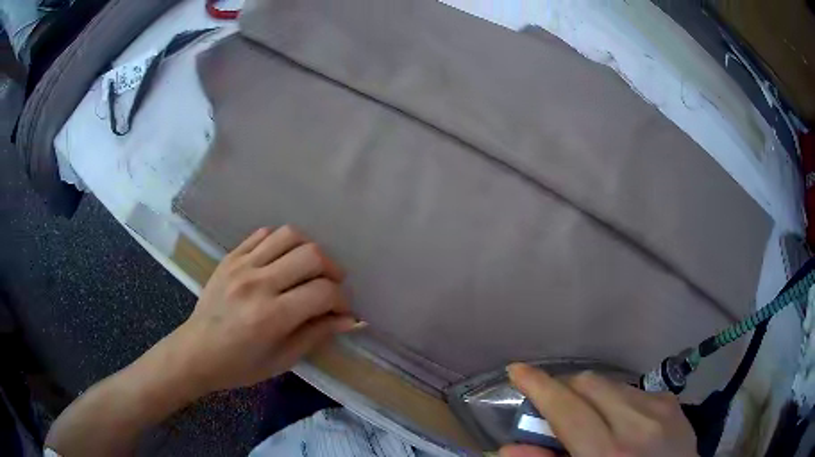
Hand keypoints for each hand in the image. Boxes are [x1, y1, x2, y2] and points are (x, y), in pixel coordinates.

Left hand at [166, 226, 359, 395]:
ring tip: (310, 268)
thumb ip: (317, 334)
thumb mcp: (283, 360)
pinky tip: (282, 261)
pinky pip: (262, 235)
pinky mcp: (230, 257)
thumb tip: (350, 319)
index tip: (342, 311)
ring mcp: (241, 265)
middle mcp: (257, 284)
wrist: (196, 352)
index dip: (341, 300)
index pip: (322, 292)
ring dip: (308, 250)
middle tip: (331, 286)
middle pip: (311, 255)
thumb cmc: (240, 365)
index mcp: (271, 316)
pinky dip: (281, 243)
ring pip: (288, 235)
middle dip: (332, 270)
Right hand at [500, 364, 696, 456]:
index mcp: (608, 453)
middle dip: (565, 388)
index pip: (566, 407)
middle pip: (589, 383)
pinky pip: (634, 389)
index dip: (538, 385)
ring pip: (611, 383)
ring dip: (591, 393)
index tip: (517, 370)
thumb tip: (507, 448)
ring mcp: (660, 407)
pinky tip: (619, 419)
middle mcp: (637, 423)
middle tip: (553, 405)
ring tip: (588, 416)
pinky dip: (616, 398)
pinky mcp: (672, 403)